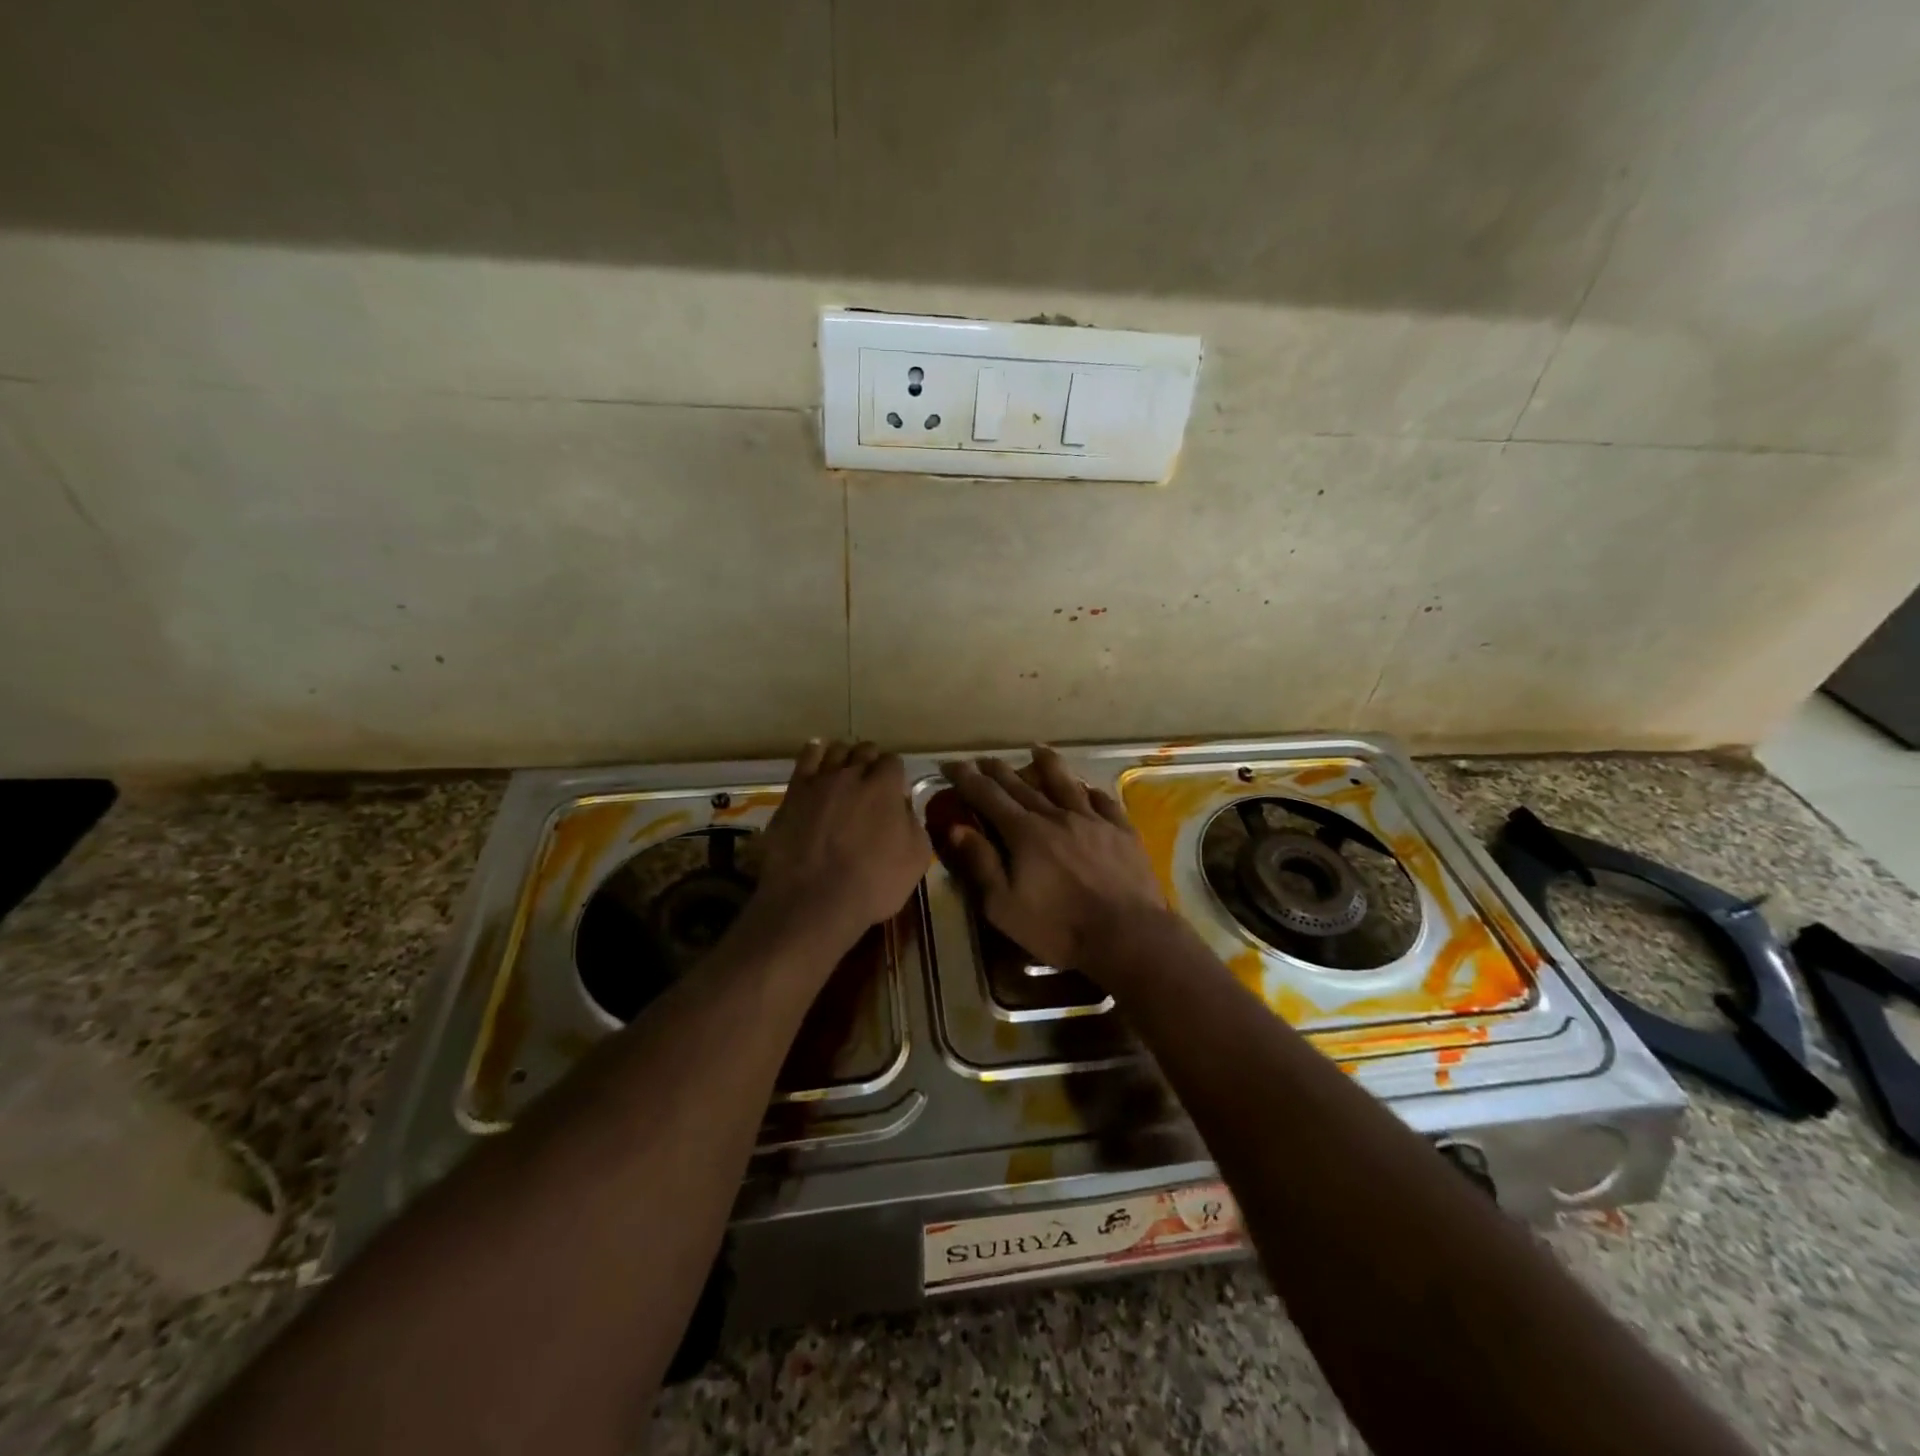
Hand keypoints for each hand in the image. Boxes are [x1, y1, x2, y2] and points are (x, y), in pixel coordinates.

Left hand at [755, 740, 931, 949]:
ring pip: (836, 750)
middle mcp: (853, 774)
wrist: (814, 902)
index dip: (895, 776)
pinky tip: (818, 755)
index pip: (894, 762)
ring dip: (845, 758)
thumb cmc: (872, 885)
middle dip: (871, 763)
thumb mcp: (916, 859)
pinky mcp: (793, 792)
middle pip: (865, 751)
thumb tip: (904, 809)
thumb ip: (914, 824)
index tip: (894, 794)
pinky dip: (815, 752)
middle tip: (870, 787)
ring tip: (845, 774)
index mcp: (885, 787)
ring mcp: (820, 781)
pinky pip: (806, 758)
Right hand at [939, 746, 1170, 973]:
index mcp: (1024, 833)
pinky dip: (1090, 791)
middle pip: (1022, 786)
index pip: (988, 796)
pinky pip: (1104, 802)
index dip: (967, 778)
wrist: (1128, 935)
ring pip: (1066, 783)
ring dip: (1048, 764)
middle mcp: (1056, 816)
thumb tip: (956, 828)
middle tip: (983, 758)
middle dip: (998, 770)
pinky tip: (1087, 787)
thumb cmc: (1059, 927)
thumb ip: (981, 864)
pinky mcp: (1122, 831)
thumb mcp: (1005, 906)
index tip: (950, 764)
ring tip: (1037, 749)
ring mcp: (1093, 821)